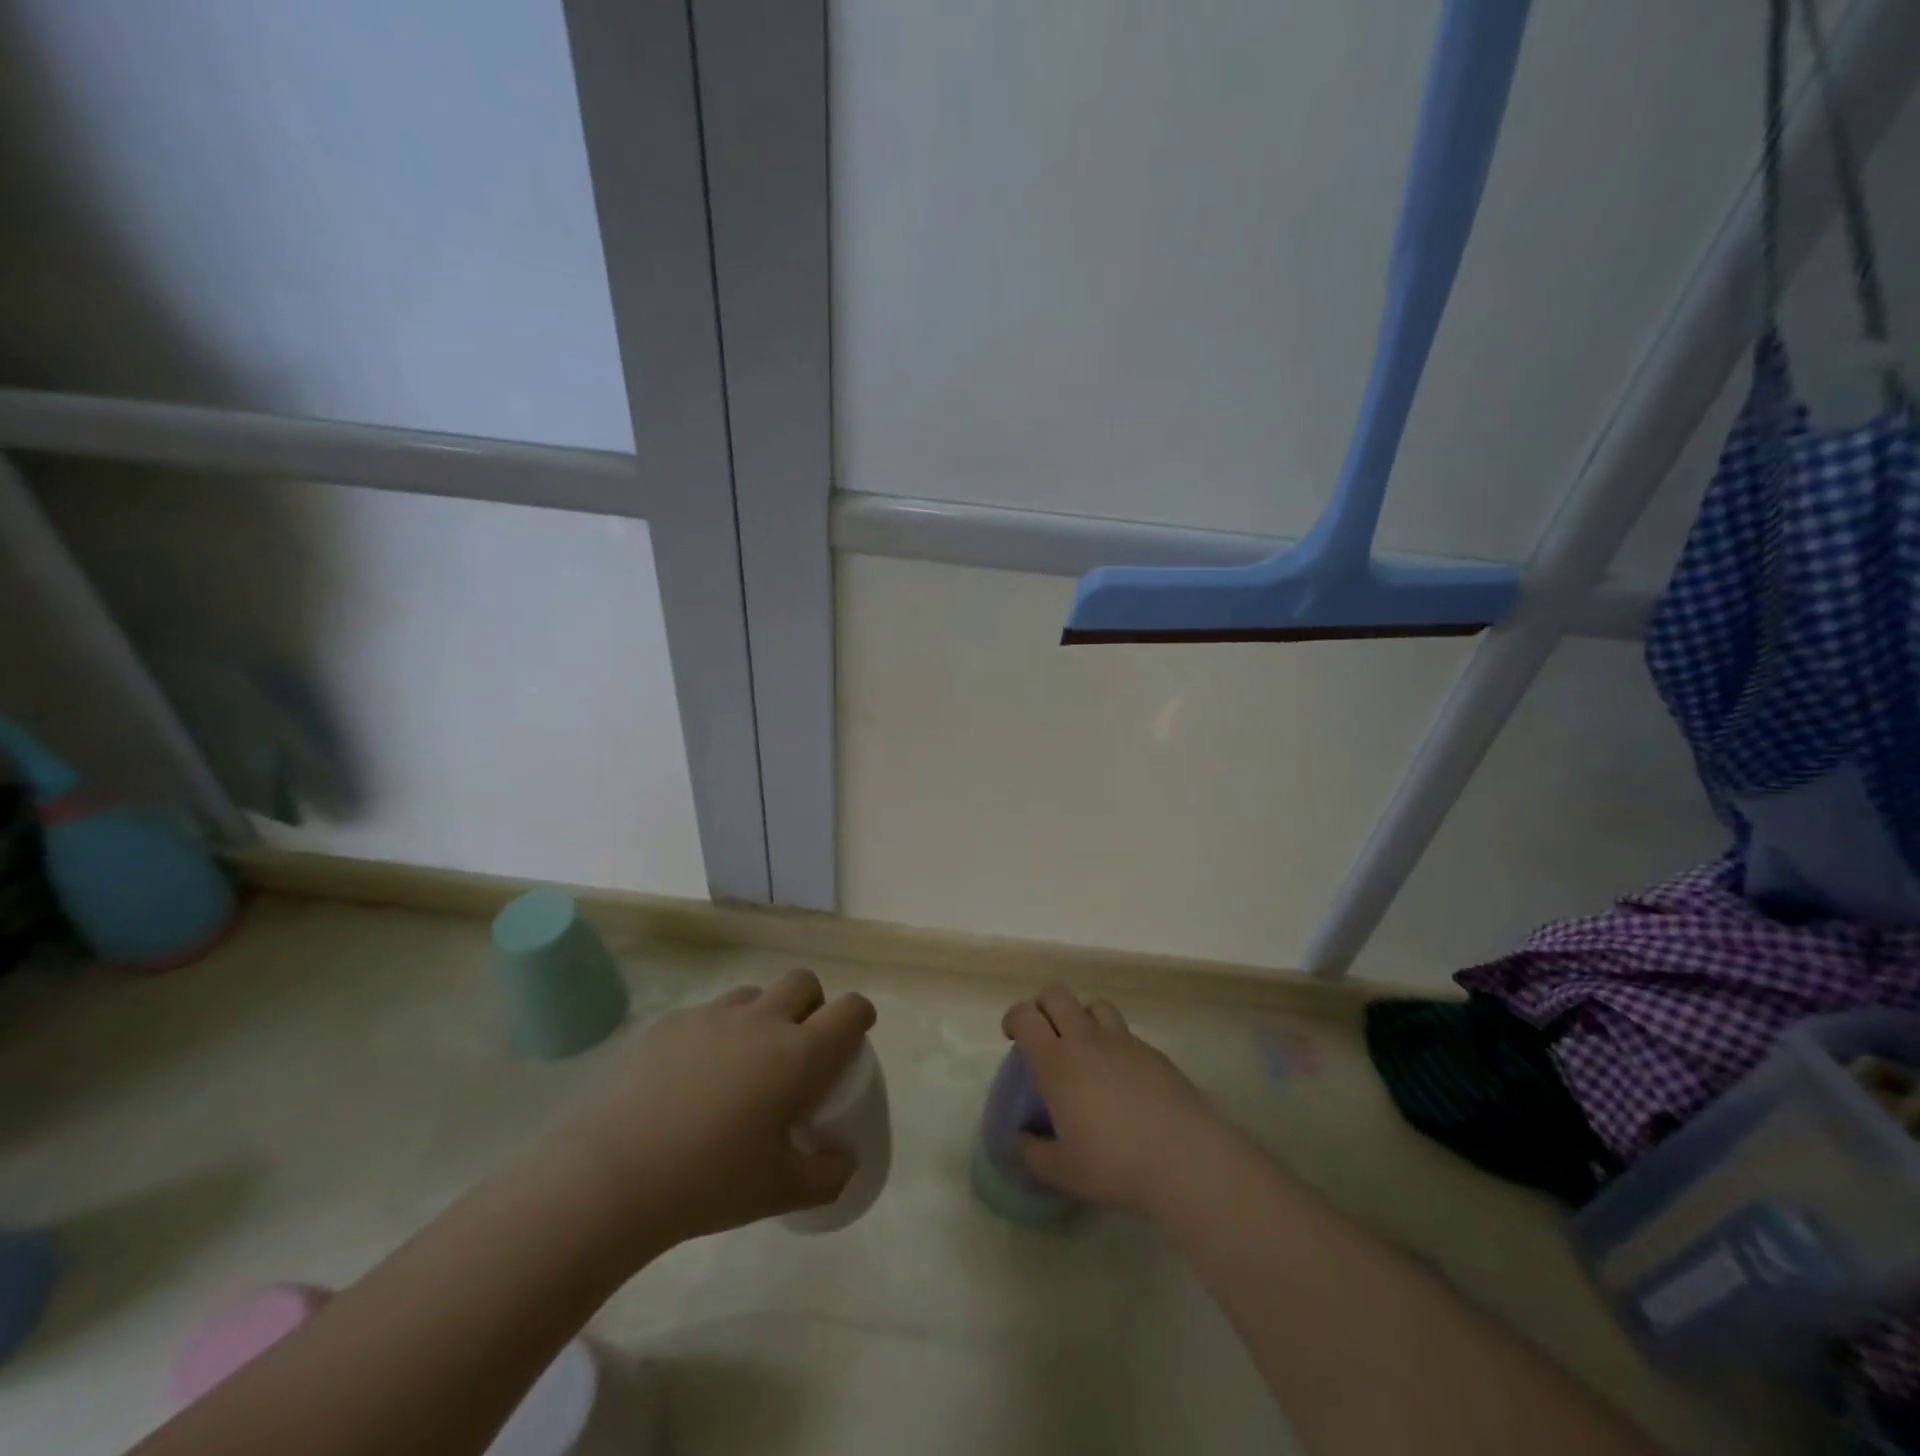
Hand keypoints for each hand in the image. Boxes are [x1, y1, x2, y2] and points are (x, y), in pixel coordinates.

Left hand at [549, 969, 875, 1259]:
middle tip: (798, 1046)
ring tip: (743, 1062)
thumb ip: (826, 1175)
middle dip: (812, 1004)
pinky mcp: (670, 1023)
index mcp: (798, 1055)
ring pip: (753, 994)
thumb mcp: (779, 1191)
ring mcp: (712, 1016)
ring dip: (762, 1015)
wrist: (612, 1175)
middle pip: (803, 982)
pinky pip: (707, 1013)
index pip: (849, 1010)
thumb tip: (845, 1161)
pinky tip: (691, 1078)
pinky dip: (715, 1033)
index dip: (860, 1015)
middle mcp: (761, 1021)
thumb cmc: (709, 1182)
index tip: (856, 1033)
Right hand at [1002, 985, 1229, 1218]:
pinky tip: (1120, 1076)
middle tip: (1042, 1033)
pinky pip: (1125, 1032)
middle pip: (1057, 995)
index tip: (1012, 1035)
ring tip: (1083, 1047)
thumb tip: (1020, 1139)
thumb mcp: (1062, 1171)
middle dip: (1042, 1005)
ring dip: (1081, 1017)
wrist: (1184, 1158)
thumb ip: (1032, 1152)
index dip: (1014, 1018)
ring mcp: (1123, 1041)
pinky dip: (1113, 1042)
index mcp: (1056, 1061)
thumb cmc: (1113, 1163)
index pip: (1026, 1016)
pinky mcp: (1153, 1051)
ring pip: (1094, 1005)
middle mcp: (1086, 1039)